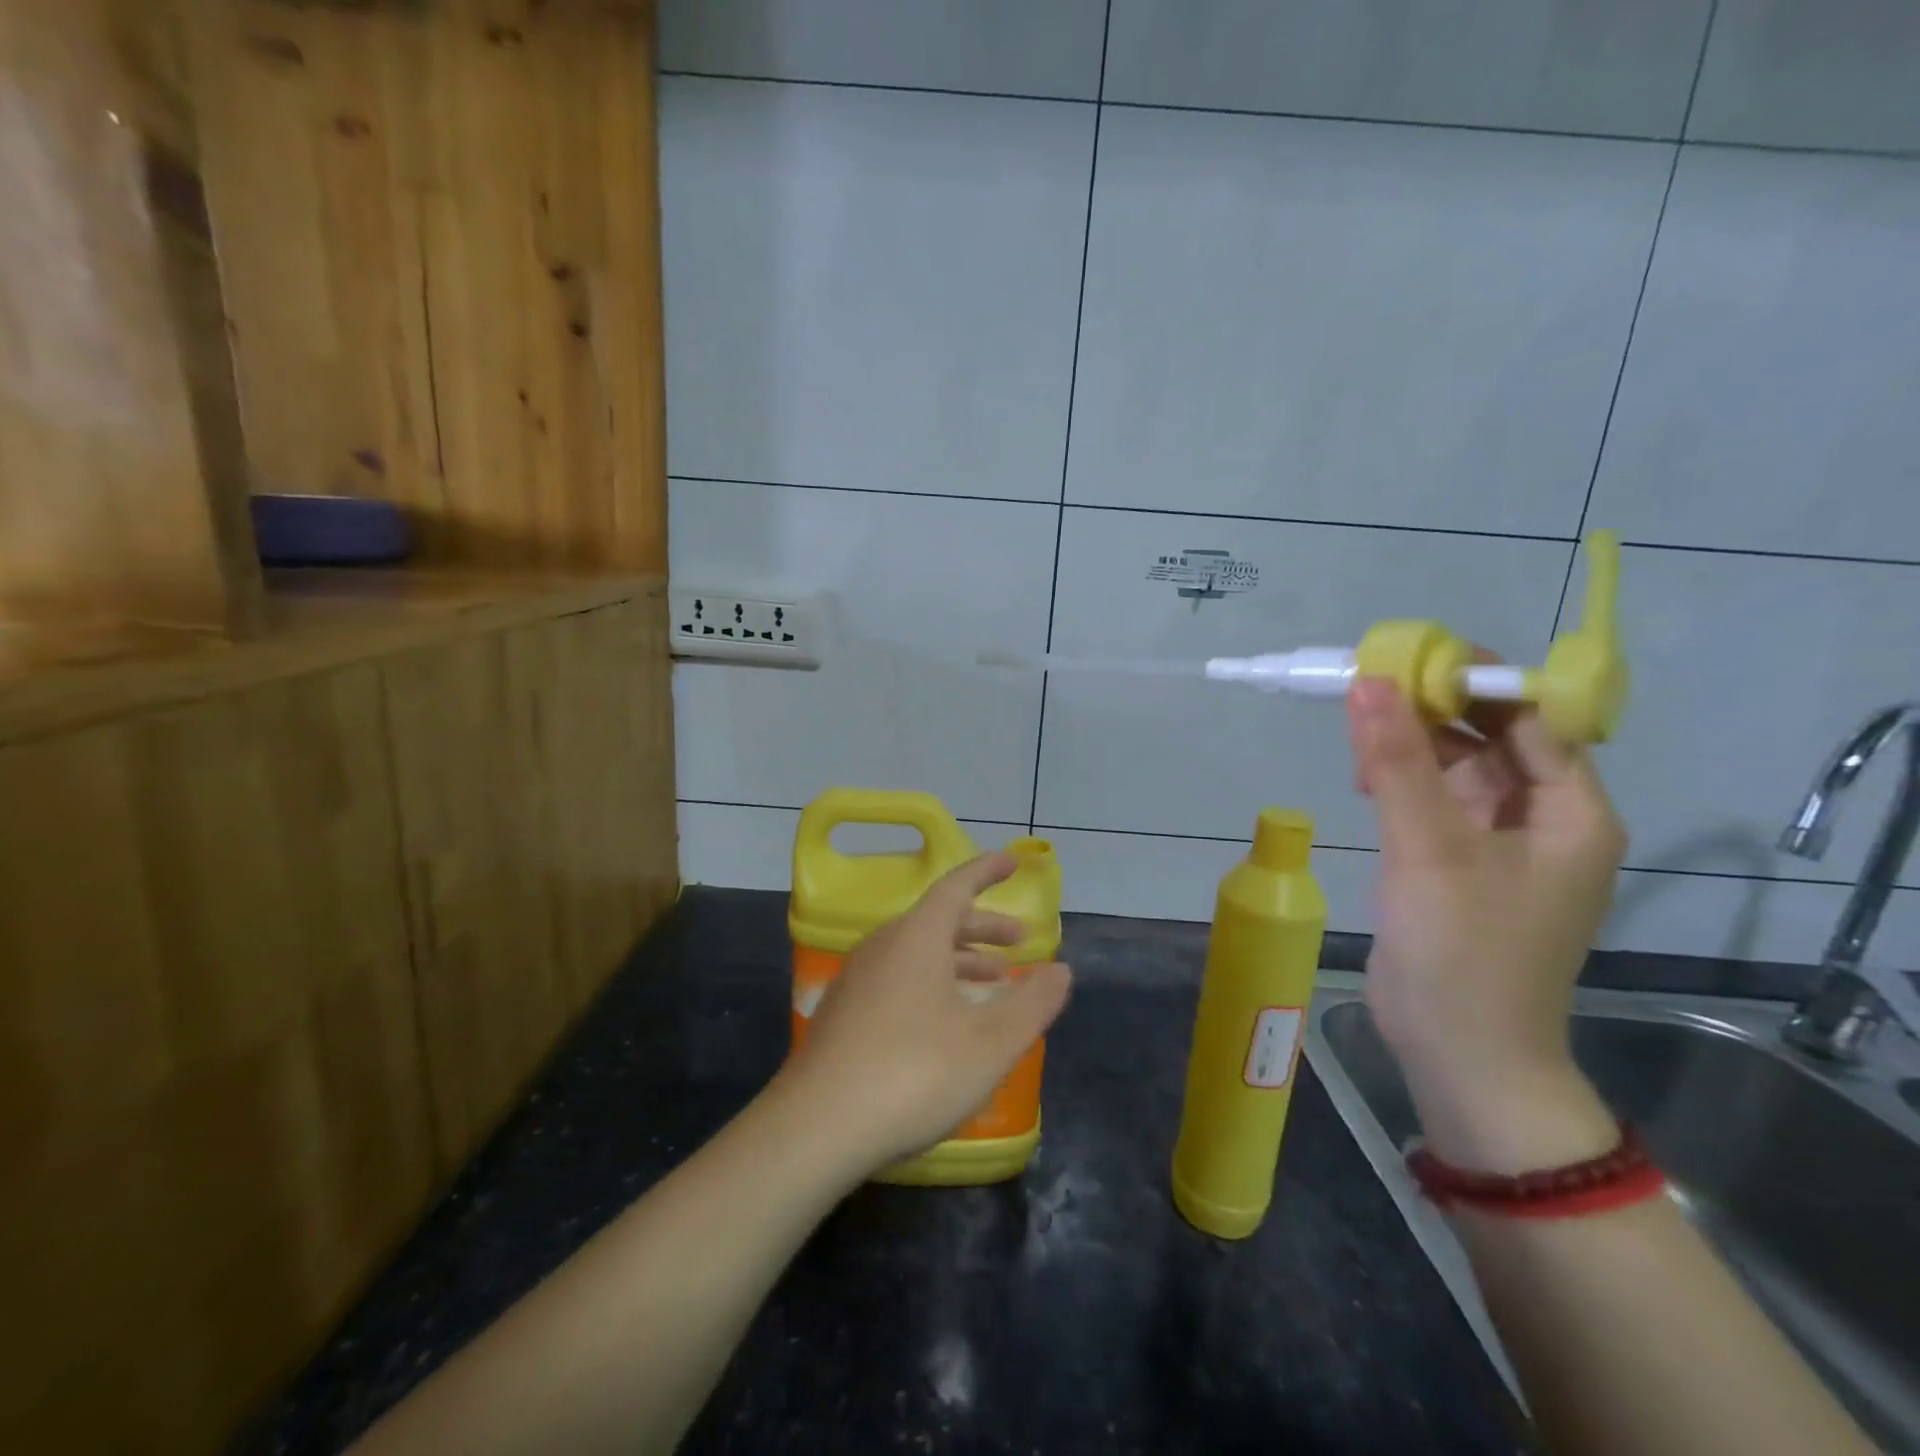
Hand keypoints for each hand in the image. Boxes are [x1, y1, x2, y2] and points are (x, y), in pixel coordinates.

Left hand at [779, 852, 1072, 1174]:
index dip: (987, 872)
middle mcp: (883, 945)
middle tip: (1019, 942)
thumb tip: (1063, 969)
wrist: (816, 1128)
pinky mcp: (842, 1012)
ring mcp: (857, 979)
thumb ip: (1033, 1003)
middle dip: (983, 926)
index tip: (1012, 862)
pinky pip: (897, 977)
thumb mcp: (991, 1042)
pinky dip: (931, 980)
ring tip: (992, 983)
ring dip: (959, 958)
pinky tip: (944, 1020)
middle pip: (938, 920)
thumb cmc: (914, 1074)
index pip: (957, 886)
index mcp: (917, 936)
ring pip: (917, 951)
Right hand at [1347, 674, 1626, 1169]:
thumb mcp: (1430, 848)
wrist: (1460, 1054)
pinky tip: (1364, 779)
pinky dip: (1401, 785)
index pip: (1530, 720)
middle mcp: (1546, 822)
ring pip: (1457, 771)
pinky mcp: (1459, 868)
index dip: (1474, 682)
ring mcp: (1500, 847)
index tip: (1408, 656)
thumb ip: (1398, 762)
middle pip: (1492, 740)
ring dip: (1411, 748)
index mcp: (1571, 812)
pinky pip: (1434, 804)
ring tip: (1357, 738)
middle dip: (1432, 713)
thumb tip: (1369, 682)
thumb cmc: (1464, 951)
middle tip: (1367, 691)